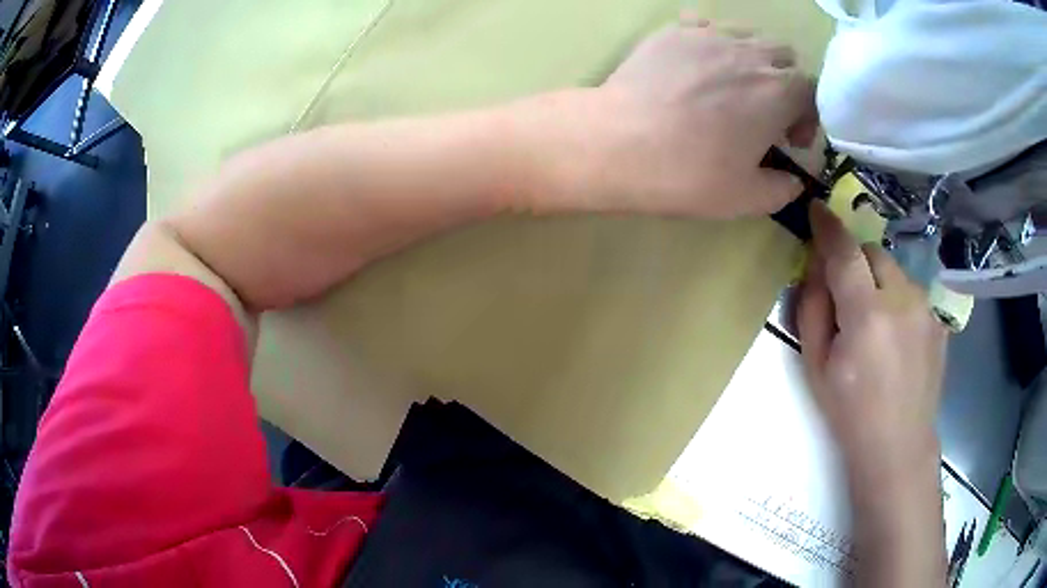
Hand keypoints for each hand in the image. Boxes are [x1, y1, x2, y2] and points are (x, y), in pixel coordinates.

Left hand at [578, 16, 817, 217]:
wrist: (616, 143)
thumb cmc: (688, 173)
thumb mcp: (745, 198)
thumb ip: (781, 189)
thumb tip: (793, 182)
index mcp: (778, 92)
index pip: (813, 90)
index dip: (809, 115)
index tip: (790, 139)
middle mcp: (750, 54)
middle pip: (784, 56)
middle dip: (785, 82)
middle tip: (765, 111)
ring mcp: (709, 35)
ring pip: (748, 35)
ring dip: (753, 59)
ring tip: (732, 85)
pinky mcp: (674, 30)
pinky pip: (707, 25)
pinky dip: (714, 43)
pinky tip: (697, 66)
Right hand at [797, 202, 946, 481]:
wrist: (898, 446)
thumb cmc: (850, 413)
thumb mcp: (816, 367)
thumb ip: (812, 309)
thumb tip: (816, 269)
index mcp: (867, 315)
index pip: (844, 252)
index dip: (828, 227)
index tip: (817, 209)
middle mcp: (903, 300)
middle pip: (873, 252)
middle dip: (855, 261)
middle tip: (847, 295)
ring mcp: (926, 309)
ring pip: (895, 271)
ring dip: (879, 282)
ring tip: (875, 323)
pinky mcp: (939, 320)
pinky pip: (912, 293)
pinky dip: (898, 301)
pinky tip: (897, 339)